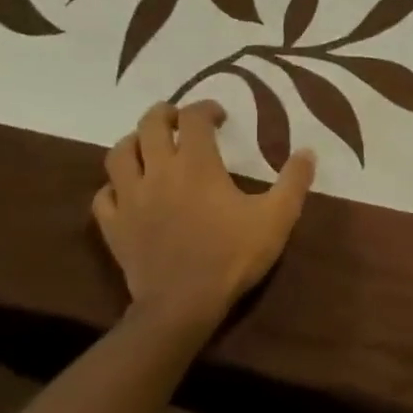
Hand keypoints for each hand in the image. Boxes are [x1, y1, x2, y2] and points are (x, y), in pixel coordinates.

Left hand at [94, 100, 315, 336]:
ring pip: (118, 154)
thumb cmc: (233, 256)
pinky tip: (128, 190)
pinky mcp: (114, 226)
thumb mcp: (278, 218)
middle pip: (149, 126)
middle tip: (180, 119)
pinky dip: (115, 185)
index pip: (194, 118)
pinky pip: (104, 195)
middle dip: (165, 114)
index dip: (205, 108)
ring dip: (133, 142)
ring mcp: (130, 199)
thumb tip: (308, 151)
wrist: (183, 303)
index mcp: (197, 165)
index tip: (219, 116)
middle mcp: (158, 172)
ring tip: (148, 145)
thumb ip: (294, 181)